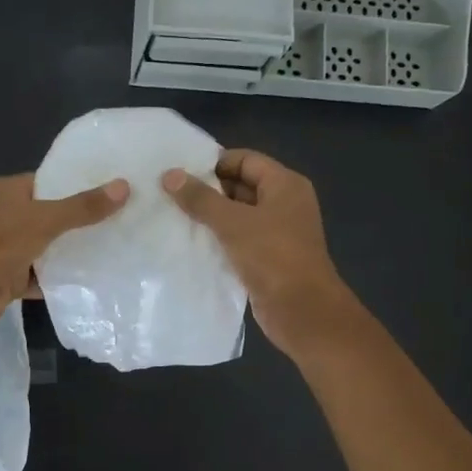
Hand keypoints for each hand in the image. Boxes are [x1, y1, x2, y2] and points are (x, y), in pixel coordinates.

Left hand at [0, 173, 127, 337]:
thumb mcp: (45, 219)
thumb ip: (83, 207)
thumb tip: (124, 187)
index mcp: (4, 192)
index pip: (44, 182)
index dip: (74, 185)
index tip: (108, 190)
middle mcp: (2, 217)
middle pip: (46, 216)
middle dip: (76, 220)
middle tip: (117, 220)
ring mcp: (3, 250)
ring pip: (43, 247)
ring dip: (68, 251)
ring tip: (111, 248)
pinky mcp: (7, 279)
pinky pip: (39, 276)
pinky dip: (58, 279)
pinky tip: (89, 280)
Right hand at [161, 149, 359, 358]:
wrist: (301, 311)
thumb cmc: (272, 256)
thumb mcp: (233, 223)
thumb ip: (201, 198)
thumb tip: (170, 175)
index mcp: (285, 185)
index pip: (245, 160)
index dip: (213, 163)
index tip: (180, 172)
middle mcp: (284, 204)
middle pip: (241, 186)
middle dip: (208, 191)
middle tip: (170, 195)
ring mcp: (278, 233)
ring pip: (238, 216)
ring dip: (211, 218)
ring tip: (173, 217)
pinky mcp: (268, 259)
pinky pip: (239, 240)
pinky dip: (219, 240)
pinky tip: (191, 244)